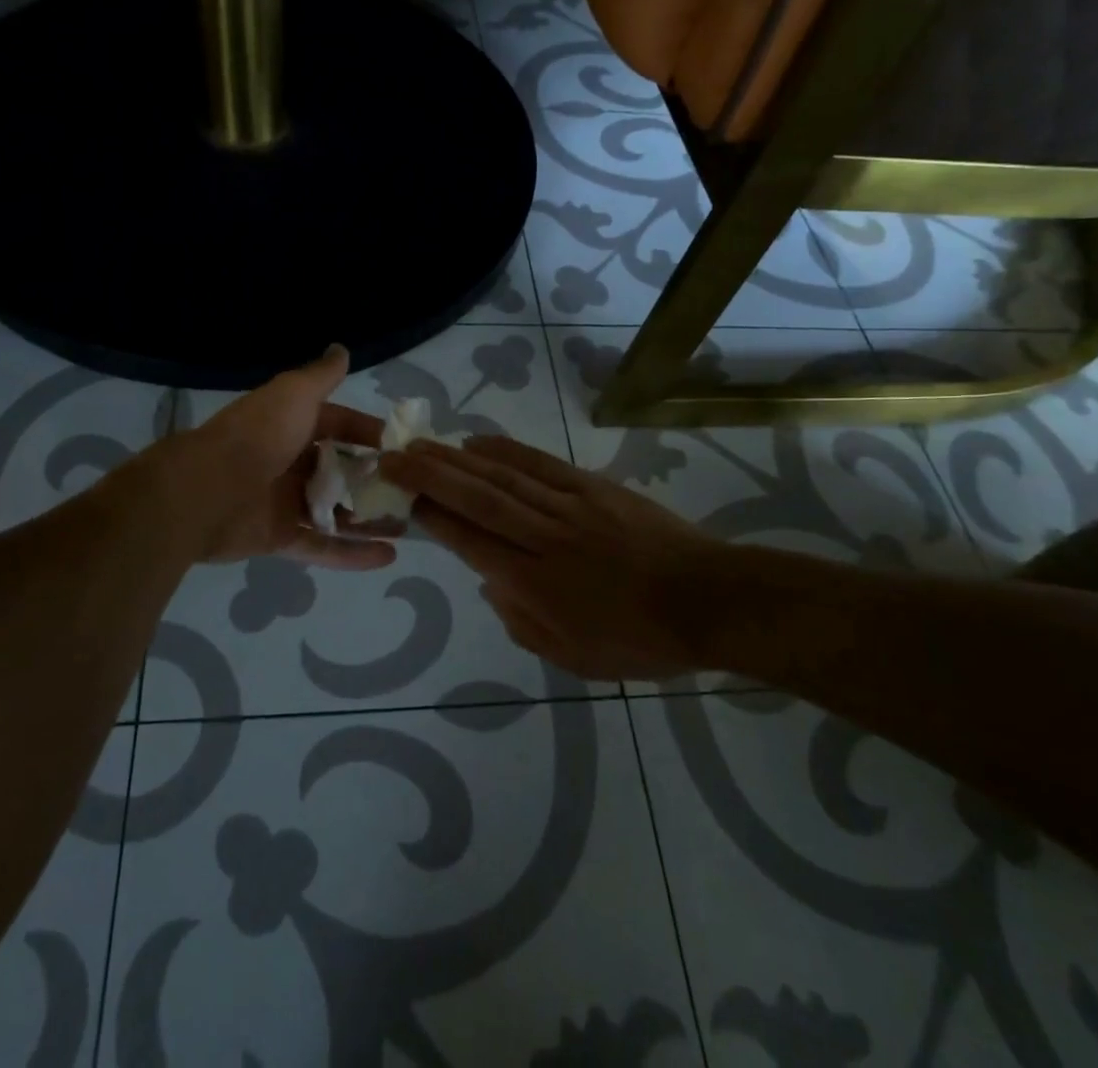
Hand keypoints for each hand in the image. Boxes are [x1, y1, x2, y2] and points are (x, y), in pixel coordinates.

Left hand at [180, 345, 398, 569]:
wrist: (206, 490)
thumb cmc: (258, 435)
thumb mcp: (294, 394)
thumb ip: (322, 376)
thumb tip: (341, 349)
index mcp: (291, 425)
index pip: (339, 426)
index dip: (368, 433)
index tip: (401, 446)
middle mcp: (289, 462)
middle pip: (339, 471)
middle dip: (373, 480)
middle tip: (411, 489)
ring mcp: (285, 503)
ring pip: (336, 512)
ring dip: (369, 519)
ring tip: (409, 524)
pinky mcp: (280, 539)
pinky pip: (323, 547)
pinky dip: (353, 554)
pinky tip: (388, 556)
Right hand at [379, 434, 733, 678]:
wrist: (705, 599)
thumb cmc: (639, 639)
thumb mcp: (573, 657)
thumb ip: (522, 621)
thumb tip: (491, 581)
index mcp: (535, 582)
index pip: (470, 540)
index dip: (432, 517)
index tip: (401, 497)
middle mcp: (544, 536)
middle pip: (477, 498)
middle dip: (429, 476)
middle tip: (392, 456)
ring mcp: (569, 505)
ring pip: (503, 475)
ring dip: (457, 457)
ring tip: (422, 443)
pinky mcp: (592, 486)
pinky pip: (540, 463)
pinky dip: (506, 449)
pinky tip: (479, 440)